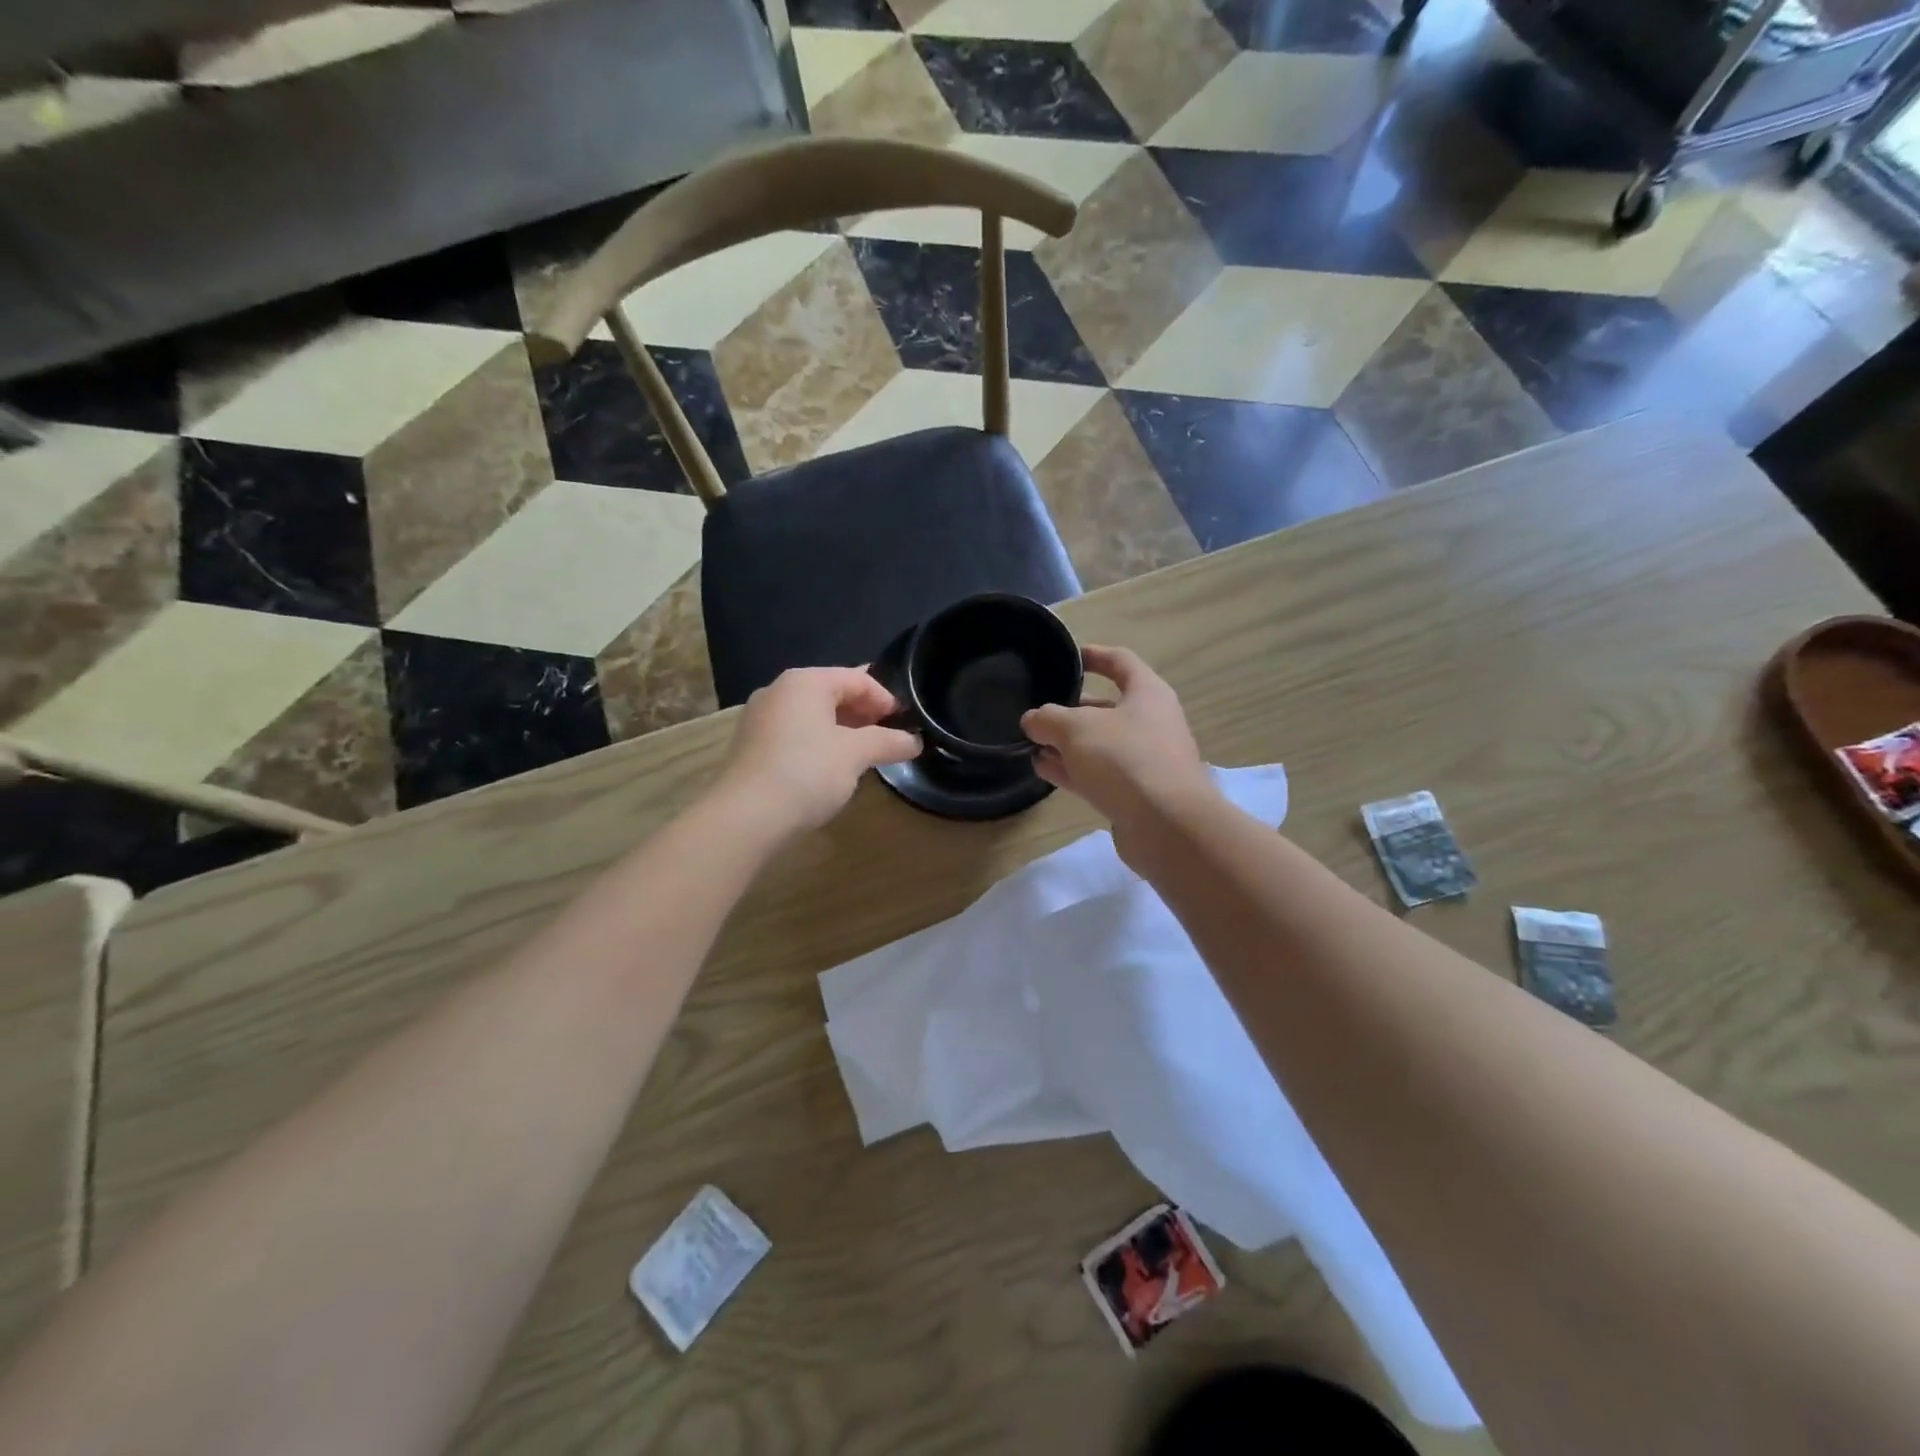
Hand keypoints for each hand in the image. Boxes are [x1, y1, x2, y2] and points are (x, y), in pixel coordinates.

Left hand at [714, 667, 919, 834]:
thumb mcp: (856, 754)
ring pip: (813, 715)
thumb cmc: (806, 772)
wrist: (745, 817)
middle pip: (833, 693)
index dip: (886, 699)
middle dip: (865, 714)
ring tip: (865, 755)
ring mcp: (760, 718)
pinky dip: (819, 744)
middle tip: (889, 739)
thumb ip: (888, 741)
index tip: (906, 725)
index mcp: (805, 682)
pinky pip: (795, 734)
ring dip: (843, 730)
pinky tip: (831, 769)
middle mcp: (779, 691)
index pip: (858, 678)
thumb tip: (914, 741)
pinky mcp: (752, 746)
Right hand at [1020, 646, 1214, 841]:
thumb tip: (1033, 719)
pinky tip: (1044, 770)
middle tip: (1038, 714)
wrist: (1166, 825)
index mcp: (1147, 693)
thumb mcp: (1076, 729)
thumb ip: (1048, 718)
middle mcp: (1151, 723)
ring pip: (1100, 744)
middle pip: (1106, 707)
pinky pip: (1100, 774)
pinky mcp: (1137, 794)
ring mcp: (1146, 761)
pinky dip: (1073, 769)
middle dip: (1070, 710)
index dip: (1093, 656)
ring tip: (1032, 745)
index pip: (1120, 662)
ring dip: (1067, 744)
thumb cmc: (1125, 759)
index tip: (1067, 656)